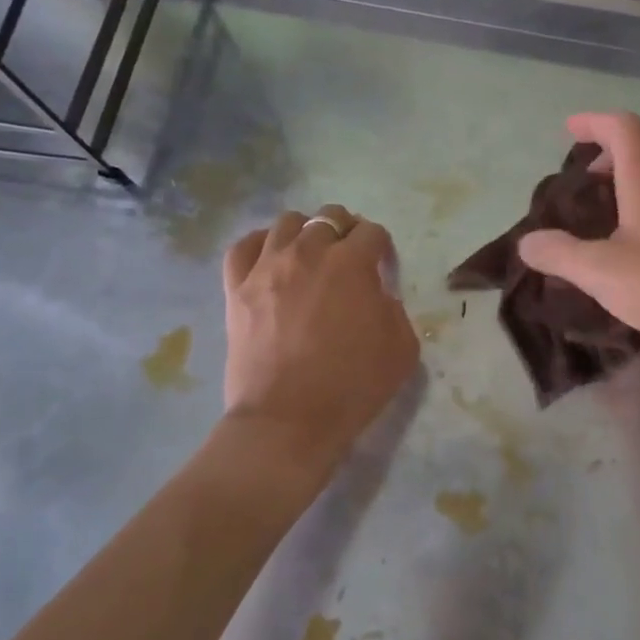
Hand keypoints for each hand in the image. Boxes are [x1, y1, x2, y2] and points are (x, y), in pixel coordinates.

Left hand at [222, 205, 419, 474]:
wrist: (287, 422)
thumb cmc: (352, 386)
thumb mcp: (402, 347)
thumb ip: (394, 308)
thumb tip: (376, 294)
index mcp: (352, 263)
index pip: (372, 232)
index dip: (381, 247)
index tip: (382, 266)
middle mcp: (309, 252)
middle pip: (330, 217)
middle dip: (345, 232)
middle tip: (348, 259)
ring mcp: (267, 267)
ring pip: (287, 223)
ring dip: (305, 232)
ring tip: (309, 255)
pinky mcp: (237, 288)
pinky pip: (243, 246)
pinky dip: (259, 244)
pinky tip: (269, 258)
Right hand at [518, 112, 639, 361]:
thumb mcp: (601, 272)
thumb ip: (560, 254)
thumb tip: (527, 243)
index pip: (624, 129)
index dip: (595, 122)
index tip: (569, 130)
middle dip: (617, 145)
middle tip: (590, 170)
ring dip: (632, 174)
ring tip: (602, 206)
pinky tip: (626, 240)